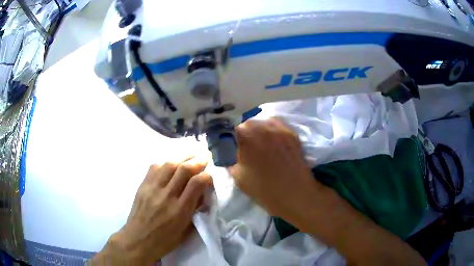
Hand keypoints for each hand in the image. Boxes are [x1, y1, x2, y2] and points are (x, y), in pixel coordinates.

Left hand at [92, 156, 211, 264]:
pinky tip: (171, 161)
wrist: (138, 240)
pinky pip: (154, 167)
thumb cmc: (164, 240)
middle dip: (197, 160)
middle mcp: (166, 196)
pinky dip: (166, 161)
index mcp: (180, 210)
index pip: (196, 183)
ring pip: (169, 164)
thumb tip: (201, 193)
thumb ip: (194, 210)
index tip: (210, 175)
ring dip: (182, 156)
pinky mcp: (143, 185)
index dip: (206, 176)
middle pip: (183, 169)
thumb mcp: (185, 231)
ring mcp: (152, 188)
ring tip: (191, 153)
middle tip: (205, 155)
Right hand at [229, 118, 320, 219]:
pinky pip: (280, 128)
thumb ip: (232, 163)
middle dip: (250, 134)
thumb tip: (236, 157)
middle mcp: (263, 125)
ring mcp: (280, 128)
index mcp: (246, 133)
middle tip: (252, 149)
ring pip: (267, 123)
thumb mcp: (238, 177)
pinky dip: (276, 133)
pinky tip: (277, 146)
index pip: (236, 130)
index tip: (240, 150)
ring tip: (266, 146)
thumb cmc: (262, 186)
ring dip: (264, 131)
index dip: (238, 141)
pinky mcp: (293, 134)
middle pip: (252, 123)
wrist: (293, 193)